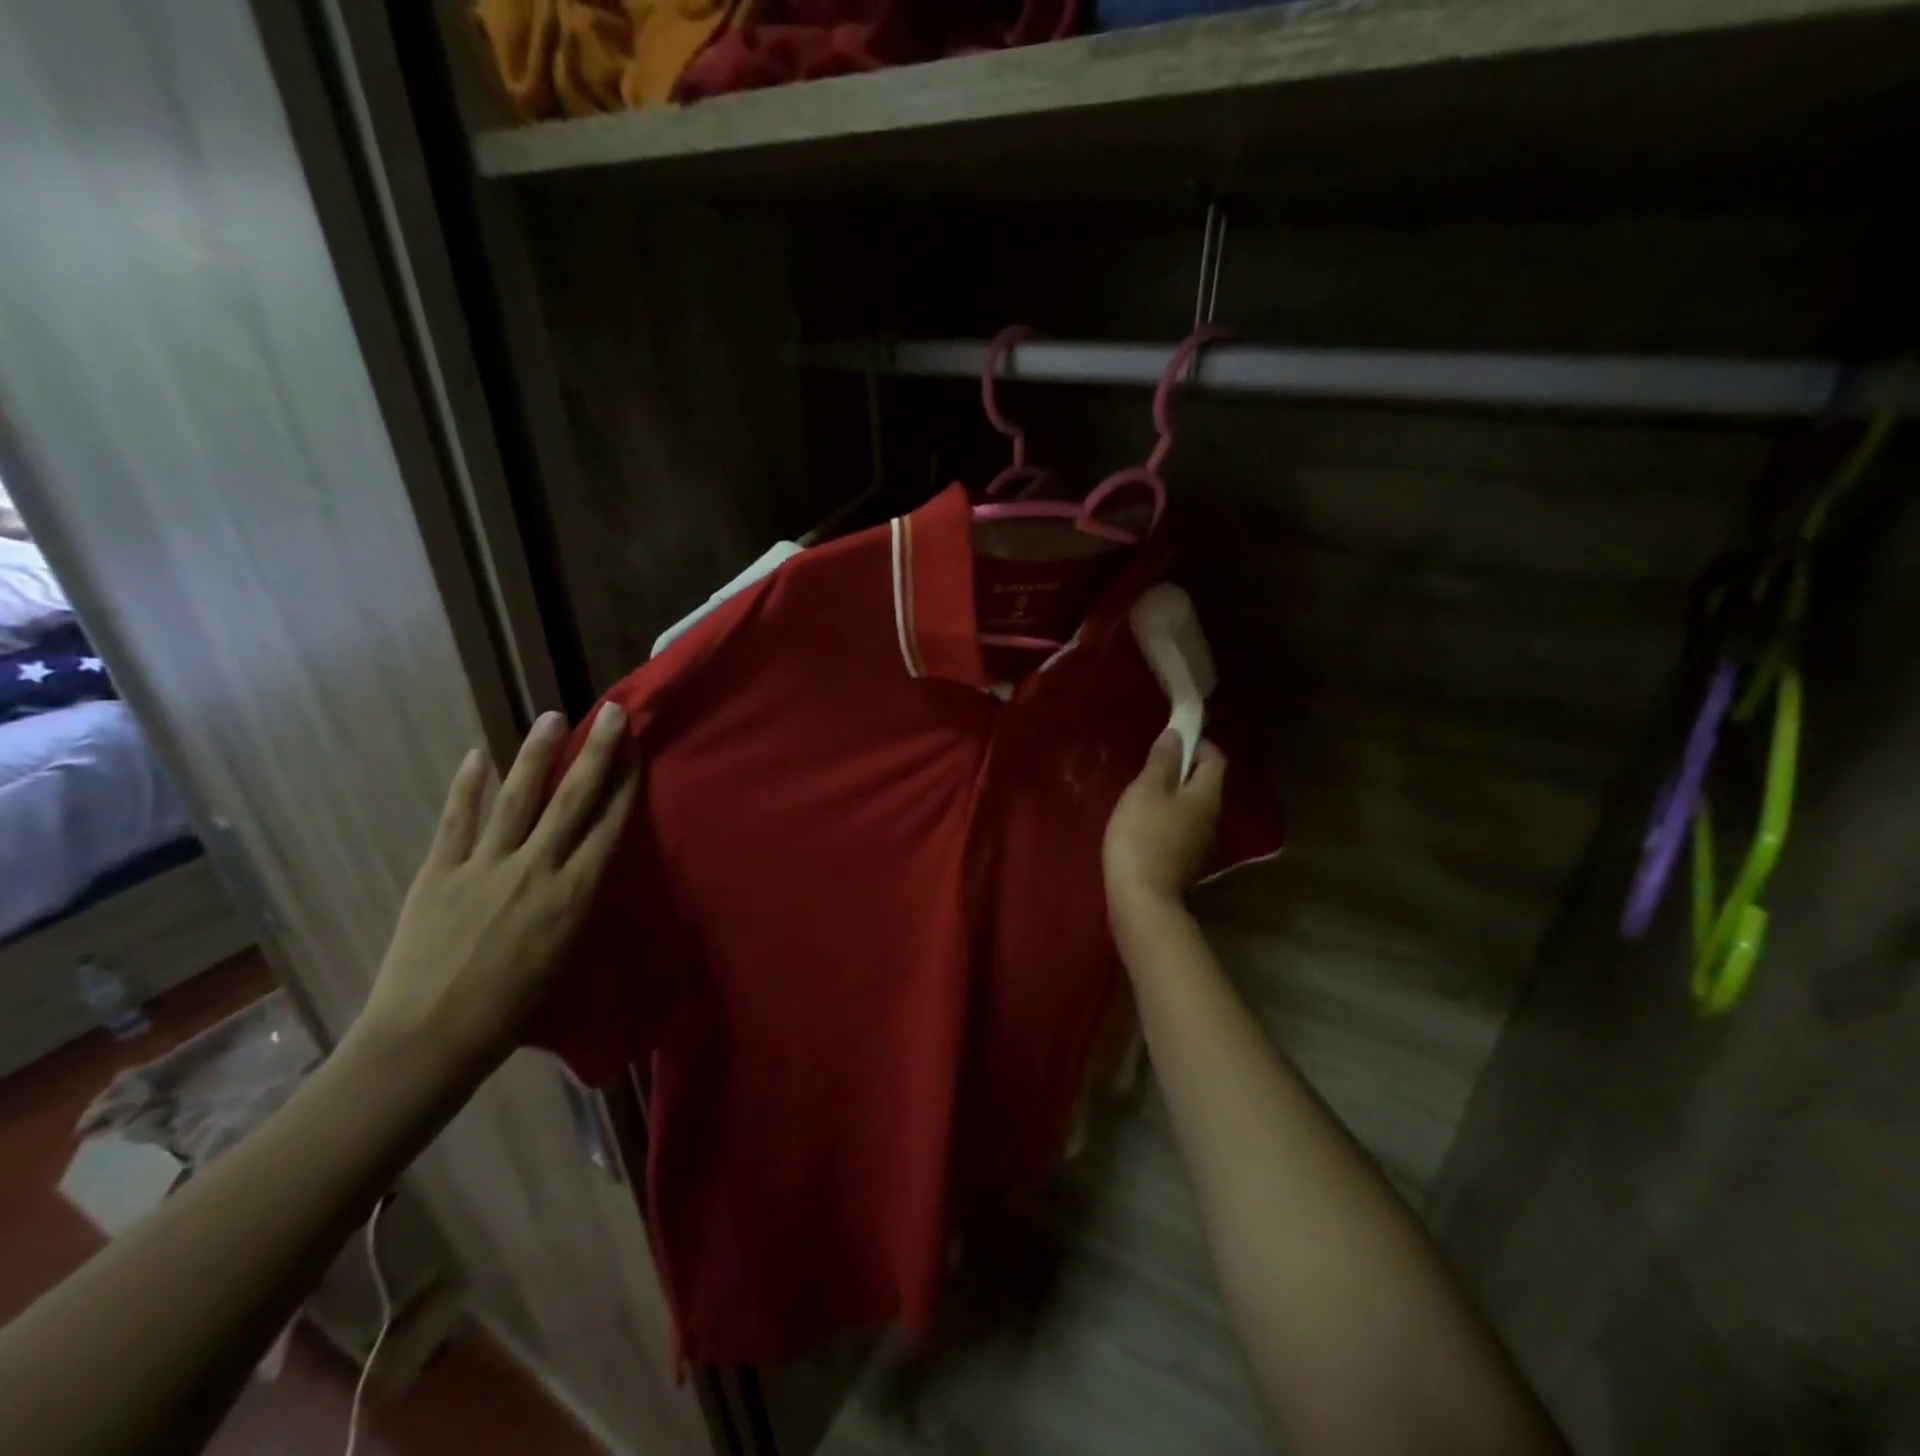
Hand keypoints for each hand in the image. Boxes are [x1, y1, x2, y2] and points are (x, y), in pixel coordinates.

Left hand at [349, 704, 638, 1080]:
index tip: (637, 749)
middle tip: (611, 713)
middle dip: (596, 753)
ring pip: (517, 799)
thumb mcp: (563, 956)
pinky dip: (466, 788)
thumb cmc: (510, 1014)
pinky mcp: (437, 874)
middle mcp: (535, 871)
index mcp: (572, 896)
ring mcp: (483, 868)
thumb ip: (571, 905)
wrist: (427, 1043)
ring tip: (551, 718)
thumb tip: (578, 869)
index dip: (626, 783)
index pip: (608, 826)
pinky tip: (476, 756)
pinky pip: (456, 822)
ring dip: (536, 755)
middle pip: (572, 801)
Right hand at [1103, 731, 1225, 920]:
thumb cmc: (1142, 836)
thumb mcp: (1146, 791)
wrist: (1141, 899)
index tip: (1170, 743)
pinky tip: (1142, 827)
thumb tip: (1178, 735)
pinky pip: (1181, 829)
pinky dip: (1166, 821)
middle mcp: (1213, 818)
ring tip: (1141, 798)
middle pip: (1204, 784)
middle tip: (1149, 770)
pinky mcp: (1186, 862)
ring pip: (1192, 808)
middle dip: (1181, 771)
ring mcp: (1202, 844)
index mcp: (1207, 795)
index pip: (1215, 758)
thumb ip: (1163, 761)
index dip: (1196, 745)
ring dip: (1172, 798)